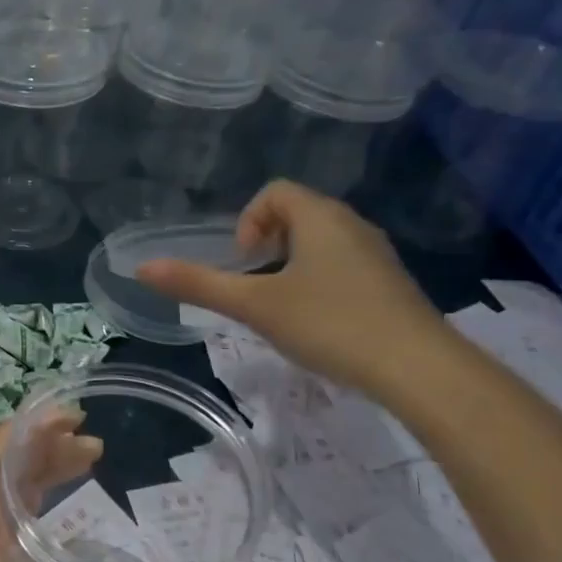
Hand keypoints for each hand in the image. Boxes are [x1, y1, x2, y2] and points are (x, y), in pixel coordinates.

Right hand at [135, 180, 447, 396]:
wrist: (419, 369)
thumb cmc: (330, 324)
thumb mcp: (255, 306)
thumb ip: (198, 285)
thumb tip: (143, 268)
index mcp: (321, 218)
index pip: (275, 192)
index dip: (248, 220)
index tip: (244, 262)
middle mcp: (352, 226)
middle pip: (298, 213)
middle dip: (266, 243)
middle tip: (256, 284)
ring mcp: (377, 256)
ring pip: (321, 242)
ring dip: (291, 264)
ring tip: (280, 306)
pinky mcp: (390, 285)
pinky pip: (343, 266)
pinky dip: (319, 282)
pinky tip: (316, 322)